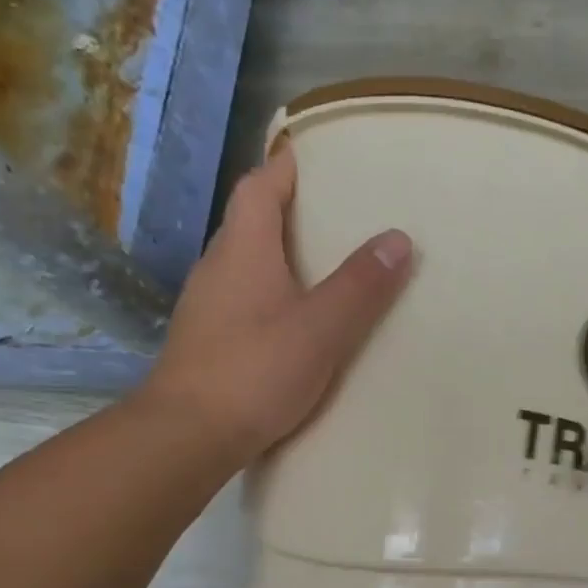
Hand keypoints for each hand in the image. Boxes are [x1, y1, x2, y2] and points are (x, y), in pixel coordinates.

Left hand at [137, 145, 413, 462]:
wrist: (188, 434)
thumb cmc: (255, 371)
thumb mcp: (321, 328)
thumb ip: (360, 286)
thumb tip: (398, 239)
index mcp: (243, 251)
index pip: (258, 189)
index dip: (282, 167)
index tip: (309, 153)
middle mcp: (218, 268)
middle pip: (250, 223)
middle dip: (287, 211)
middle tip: (334, 212)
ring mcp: (207, 307)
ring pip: (245, 263)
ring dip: (279, 253)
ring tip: (324, 263)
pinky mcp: (208, 341)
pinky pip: (243, 297)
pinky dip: (272, 291)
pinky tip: (296, 318)